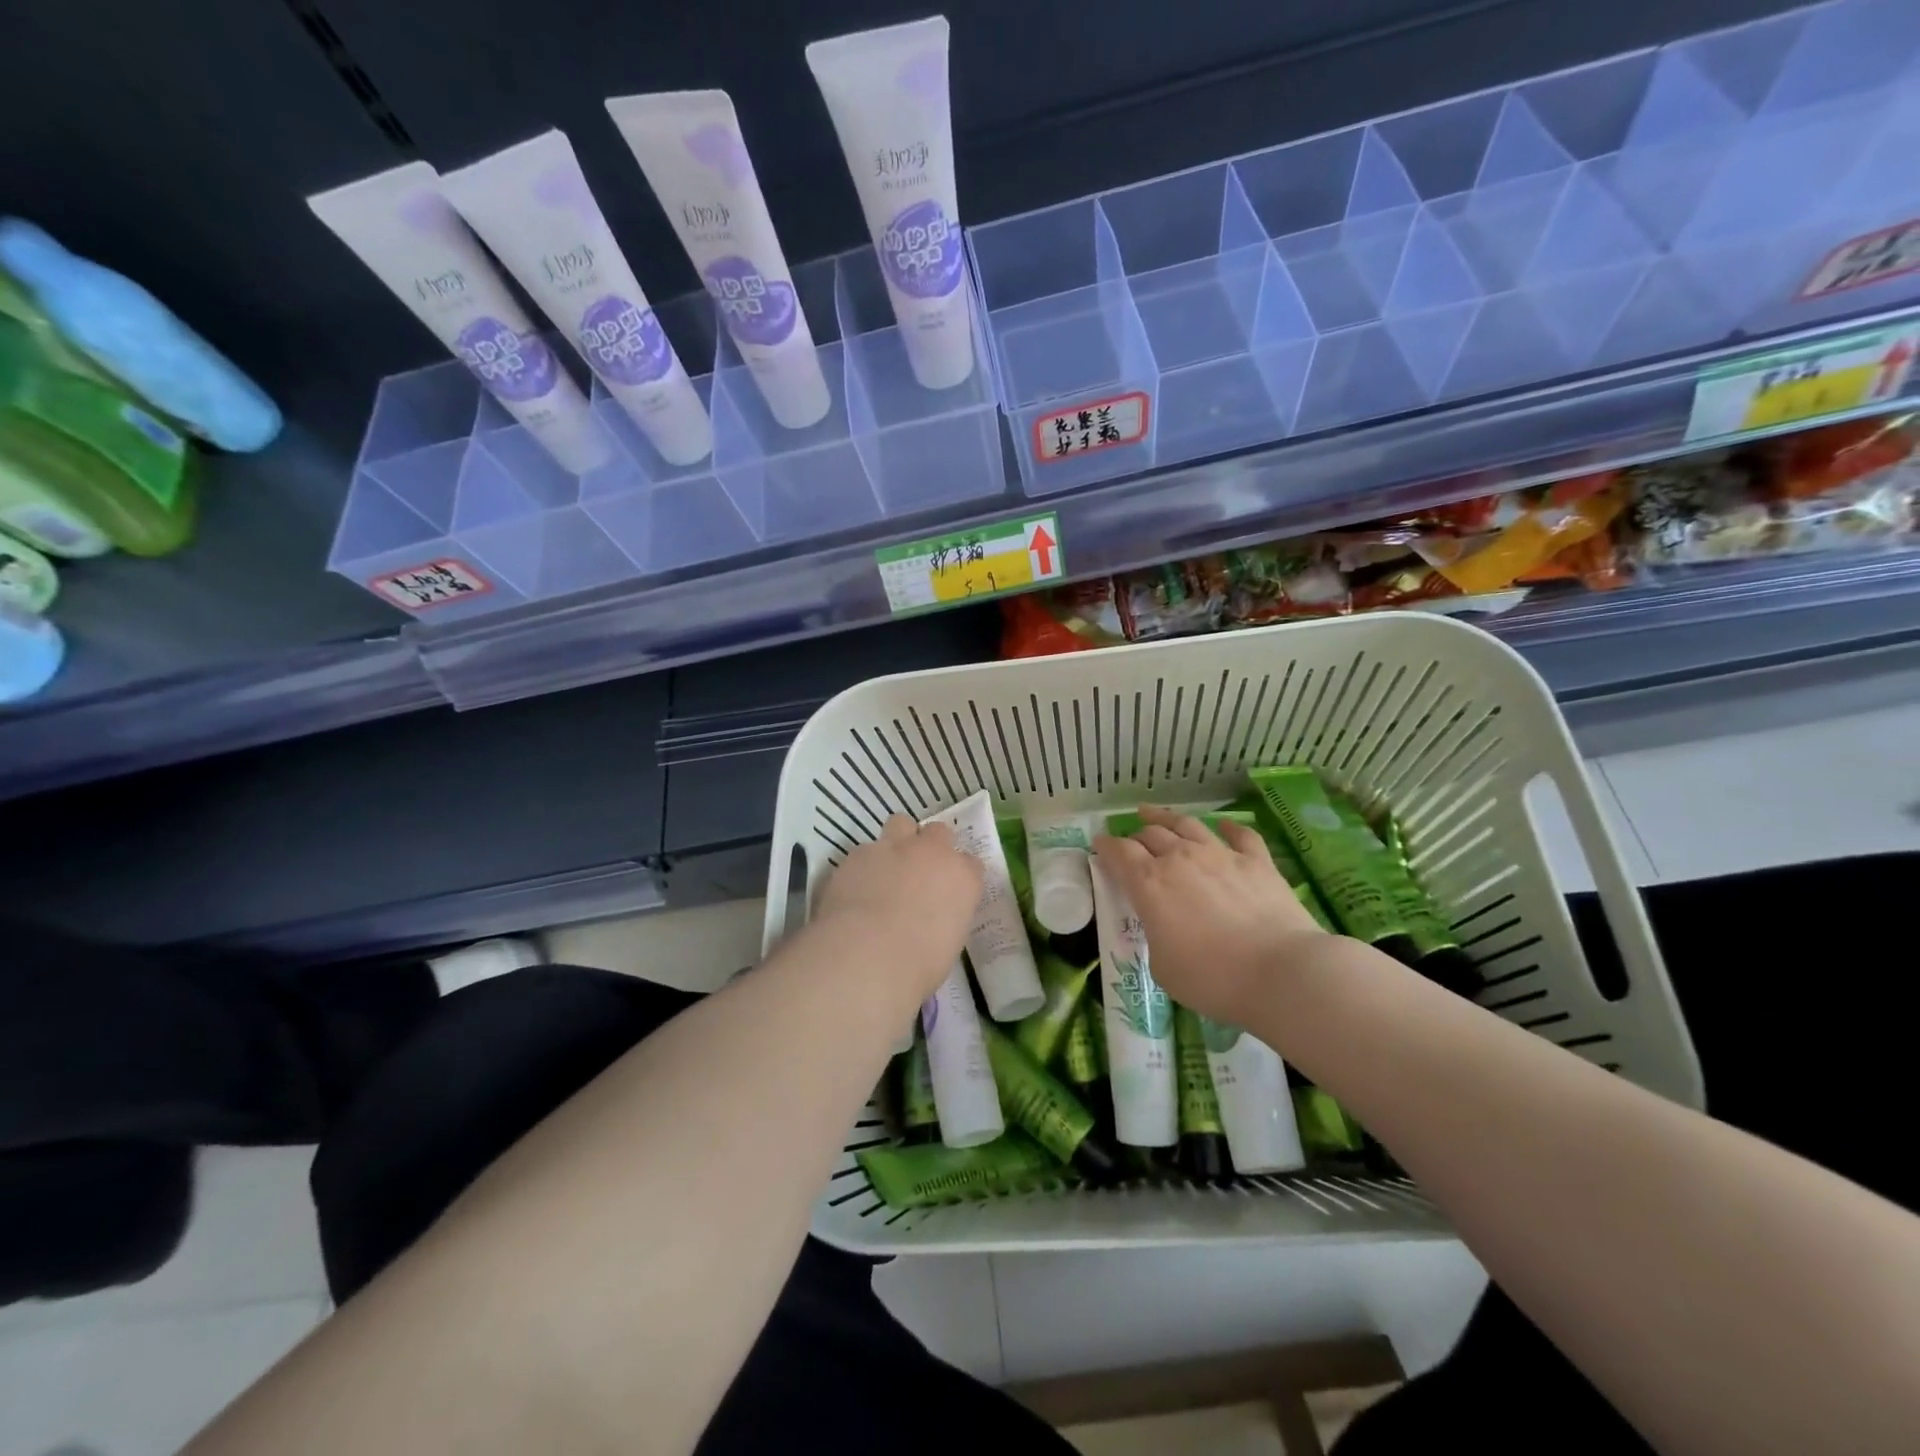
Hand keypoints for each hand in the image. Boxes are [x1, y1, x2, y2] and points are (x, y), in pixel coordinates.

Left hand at [814, 815, 983, 998]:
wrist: (867, 955)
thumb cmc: (919, 965)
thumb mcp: (947, 944)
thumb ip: (944, 919)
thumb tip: (930, 920)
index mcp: (963, 878)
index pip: (971, 864)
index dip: (959, 875)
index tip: (950, 891)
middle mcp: (932, 853)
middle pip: (939, 832)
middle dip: (931, 846)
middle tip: (919, 871)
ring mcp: (894, 847)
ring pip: (901, 824)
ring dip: (898, 840)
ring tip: (887, 867)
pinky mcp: (859, 853)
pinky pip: (866, 849)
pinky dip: (864, 865)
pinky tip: (856, 886)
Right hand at [1092, 805, 1327, 1027]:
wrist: (1280, 973)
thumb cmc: (1212, 978)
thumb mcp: (1162, 965)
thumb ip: (1156, 935)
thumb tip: (1164, 926)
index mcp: (1149, 883)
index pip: (1119, 853)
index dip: (1106, 847)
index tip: (1099, 845)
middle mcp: (1180, 858)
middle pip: (1151, 834)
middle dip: (1136, 835)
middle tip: (1131, 842)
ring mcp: (1221, 855)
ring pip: (1187, 825)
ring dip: (1167, 817)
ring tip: (1155, 813)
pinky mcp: (1257, 862)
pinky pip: (1240, 835)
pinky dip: (1228, 827)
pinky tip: (1224, 825)